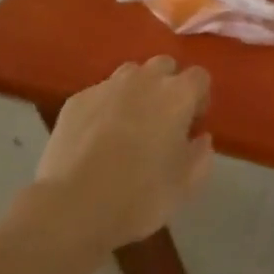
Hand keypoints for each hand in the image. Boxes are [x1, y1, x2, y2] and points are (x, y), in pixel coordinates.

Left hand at [33, 58, 212, 251]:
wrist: (72, 208)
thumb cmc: (139, 196)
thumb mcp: (185, 185)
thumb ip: (201, 155)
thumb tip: (200, 138)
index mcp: (177, 95)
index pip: (200, 77)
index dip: (199, 99)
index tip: (192, 126)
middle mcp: (144, 79)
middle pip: (164, 66)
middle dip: (167, 86)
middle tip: (161, 122)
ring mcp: (107, 86)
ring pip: (130, 75)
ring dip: (136, 92)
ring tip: (127, 127)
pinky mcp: (76, 100)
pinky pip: (99, 95)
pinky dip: (104, 109)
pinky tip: (95, 139)